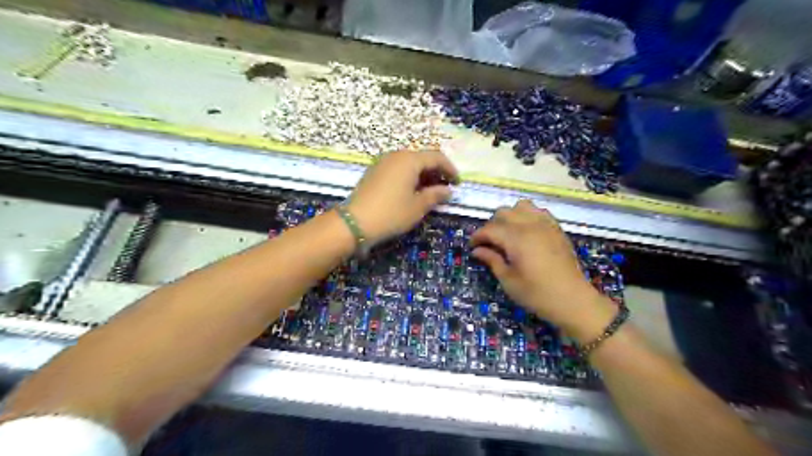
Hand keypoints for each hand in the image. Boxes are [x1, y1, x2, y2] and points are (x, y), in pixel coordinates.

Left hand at [349, 149, 458, 244]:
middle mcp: (395, 156)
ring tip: (430, 191)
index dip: (450, 169)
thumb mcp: (418, 207)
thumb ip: (435, 195)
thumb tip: (448, 190)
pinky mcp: (374, 172)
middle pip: (422, 158)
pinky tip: (412, 191)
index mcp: (409, 160)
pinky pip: (397, 169)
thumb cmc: (391, 213)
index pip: (436, 157)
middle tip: (445, 188)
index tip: (458, 183)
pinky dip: (409, 177)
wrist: (355, 223)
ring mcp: (382, 163)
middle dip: (436, 171)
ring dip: (423, 175)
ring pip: (409, 163)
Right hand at [473, 200, 612, 342]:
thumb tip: (477, 250)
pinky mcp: (557, 229)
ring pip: (522, 206)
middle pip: (504, 213)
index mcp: (516, 238)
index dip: (478, 236)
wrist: (573, 300)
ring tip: (508, 233)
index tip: (472, 246)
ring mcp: (546, 225)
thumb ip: (492, 260)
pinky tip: (526, 231)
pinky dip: (528, 216)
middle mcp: (530, 225)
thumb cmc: (536, 294)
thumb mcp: (508, 280)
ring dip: (510, 216)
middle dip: (492, 225)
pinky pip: (539, 212)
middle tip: (489, 243)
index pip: (490, 229)